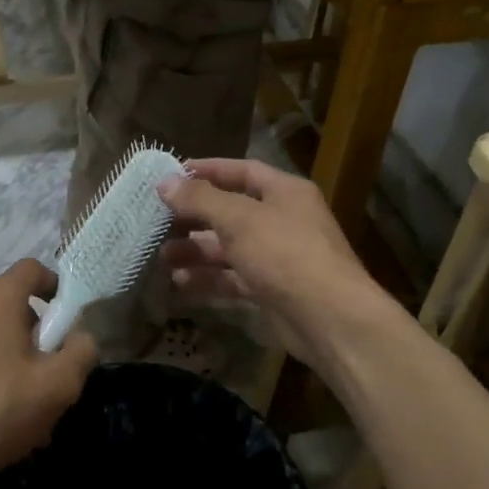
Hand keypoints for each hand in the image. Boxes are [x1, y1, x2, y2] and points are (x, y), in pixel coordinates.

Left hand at [0, 260, 97, 488]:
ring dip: (12, 351)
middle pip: (11, 300)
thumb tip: (80, 336)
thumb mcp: (58, 385)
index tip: (66, 322)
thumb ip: (82, 351)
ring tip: (23, 396)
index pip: (32, 268)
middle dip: (36, 328)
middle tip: (48, 368)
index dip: (56, 287)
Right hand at [157, 160, 390, 371]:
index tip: (172, 175)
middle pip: (232, 212)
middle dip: (195, 217)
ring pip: (230, 248)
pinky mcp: (271, 291)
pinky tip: (180, 281)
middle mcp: (283, 220)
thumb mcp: (239, 219)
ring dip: (197, 250)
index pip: (242, 171)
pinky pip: (234, 279)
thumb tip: (165, 182)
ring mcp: (278, 258)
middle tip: (160, 220)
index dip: (208, 171)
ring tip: (163, 255)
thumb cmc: (285, 254)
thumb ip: (200, 199)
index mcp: (285, 192)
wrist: (329, 318)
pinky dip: (209, 278)